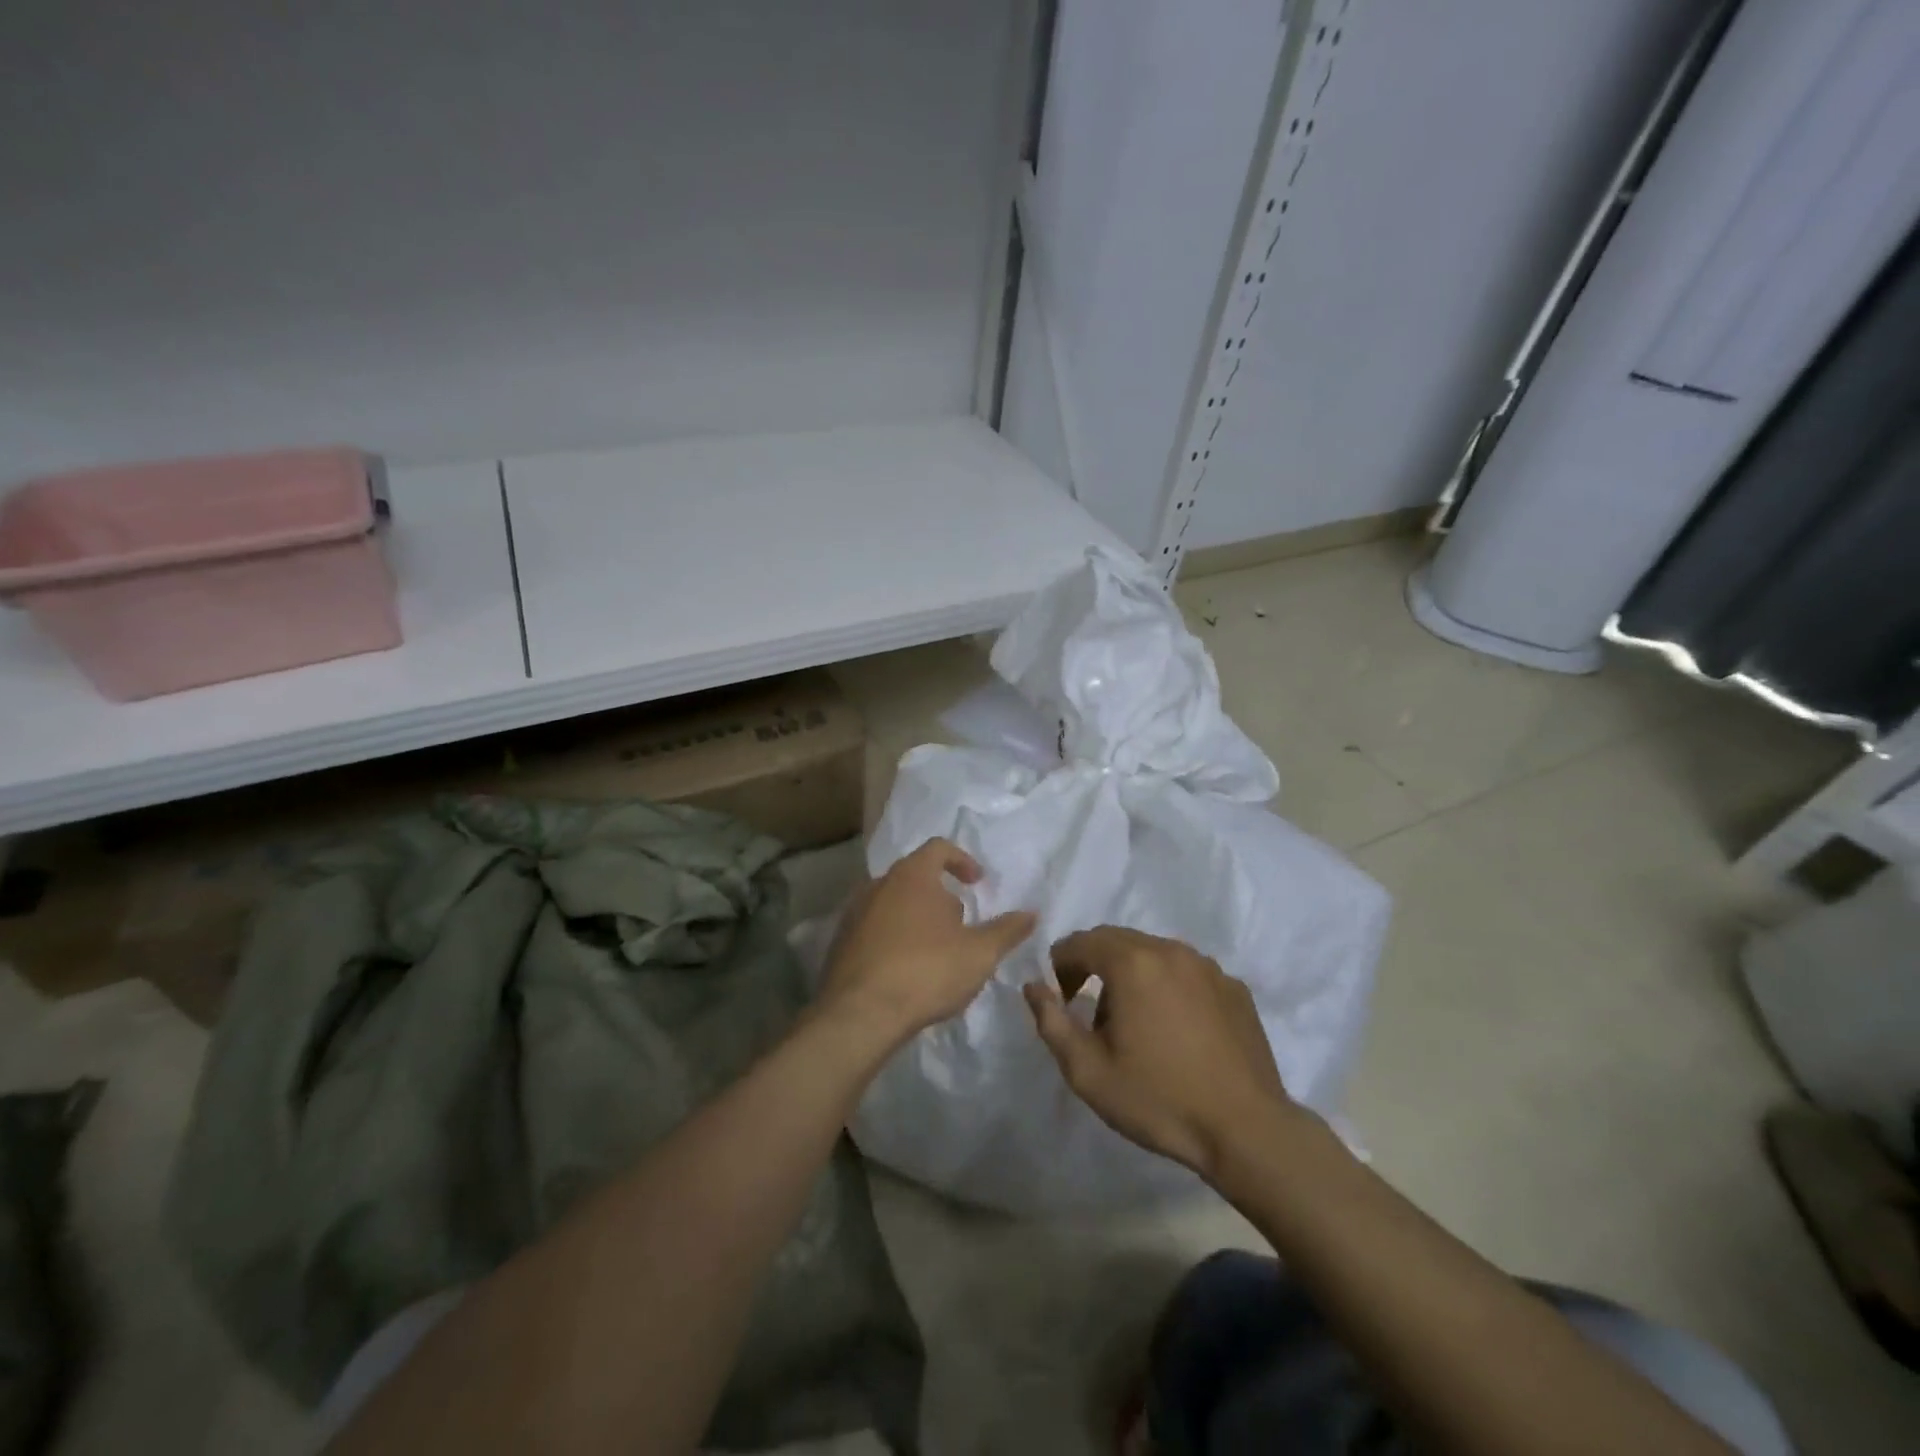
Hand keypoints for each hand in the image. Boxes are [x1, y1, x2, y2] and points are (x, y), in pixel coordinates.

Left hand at [819, 837, 1035, 1045]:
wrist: (859, 1014)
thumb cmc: (926, 971)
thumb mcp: (979, 953)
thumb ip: (1007, 930)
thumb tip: (1031, 913)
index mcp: (913, 875)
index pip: (939, 848)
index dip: (962, 860)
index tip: (977, 883)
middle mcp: (879, 884)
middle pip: (915, 876)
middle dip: (940, 896)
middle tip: (960, 925)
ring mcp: (854, 912)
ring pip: (893, 903)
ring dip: (917, 918)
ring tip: (936, 951)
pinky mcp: (840, 942)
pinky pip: (874, 929)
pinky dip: (894, 939)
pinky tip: (906, 970)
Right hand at [1023, 926, 1293, 1178]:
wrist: (1246, 1131)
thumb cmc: (1159, 1099)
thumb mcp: (1087, 1071)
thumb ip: (1051, 1022)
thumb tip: (1033, 986)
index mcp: (1132, 962)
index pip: (1080, 942)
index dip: (1060, 966)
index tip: (1060, 1000)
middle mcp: (1171, 950)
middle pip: (1117, 941)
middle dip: (1094, 966)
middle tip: (1090, 1011)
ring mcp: (1208, 967)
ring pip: (1154, 954)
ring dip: (1132, 975)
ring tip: (1134, 1022)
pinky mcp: (1234, 988)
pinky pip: (1187, 973)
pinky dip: (1169, 987)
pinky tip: (1175, 1030)